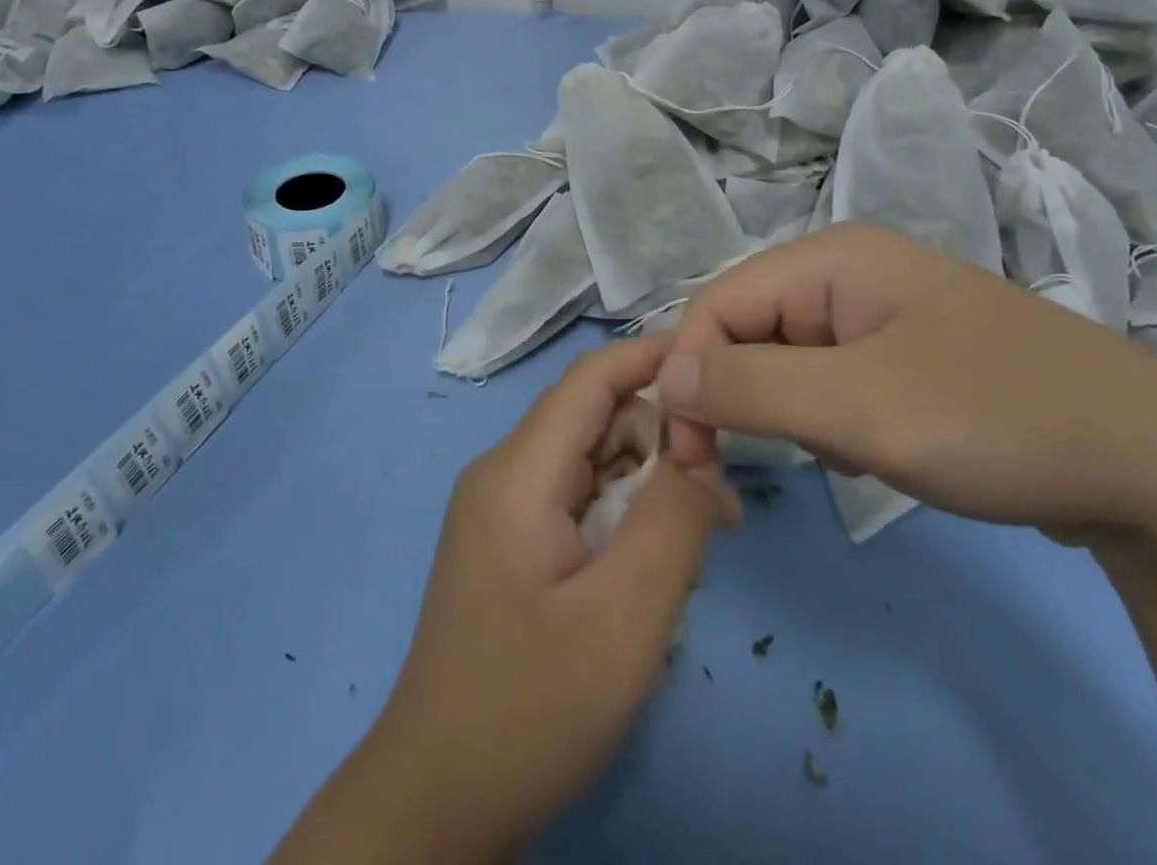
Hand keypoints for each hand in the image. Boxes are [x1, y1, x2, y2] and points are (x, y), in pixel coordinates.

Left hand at [274, 337, 737, 863]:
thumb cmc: (530, 708)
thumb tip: (703, 460)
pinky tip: (649, 567)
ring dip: (645, 484)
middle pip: (595, 417)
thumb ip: (673, 523)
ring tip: (692, 547)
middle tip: (715, 505)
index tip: (719, 371)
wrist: (437, 797)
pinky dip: (621, 513)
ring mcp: (501, 506)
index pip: (591, 378)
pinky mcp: (508, 539)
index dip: (653, 358)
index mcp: (518, 471)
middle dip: (659, 441)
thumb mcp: (623, 619)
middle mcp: (504, 472)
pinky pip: (576, 496)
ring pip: (590, 458)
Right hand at [657, 224, 1156, 543]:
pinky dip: (828, 420)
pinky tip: (873, 452)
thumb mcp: (861, 408)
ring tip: (842, 455)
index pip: (718, 303)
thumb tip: (665, 375)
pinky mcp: (906, 353)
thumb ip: (749, 386)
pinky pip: (829, 379)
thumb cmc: (999, 419)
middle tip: (741, 472)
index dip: (690, 374)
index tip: (690, 458)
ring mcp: (880, 312)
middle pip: (749, 328)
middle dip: (738, 398)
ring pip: (786, 359)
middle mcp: (847, 271)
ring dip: (787, 413)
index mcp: (831, 258)